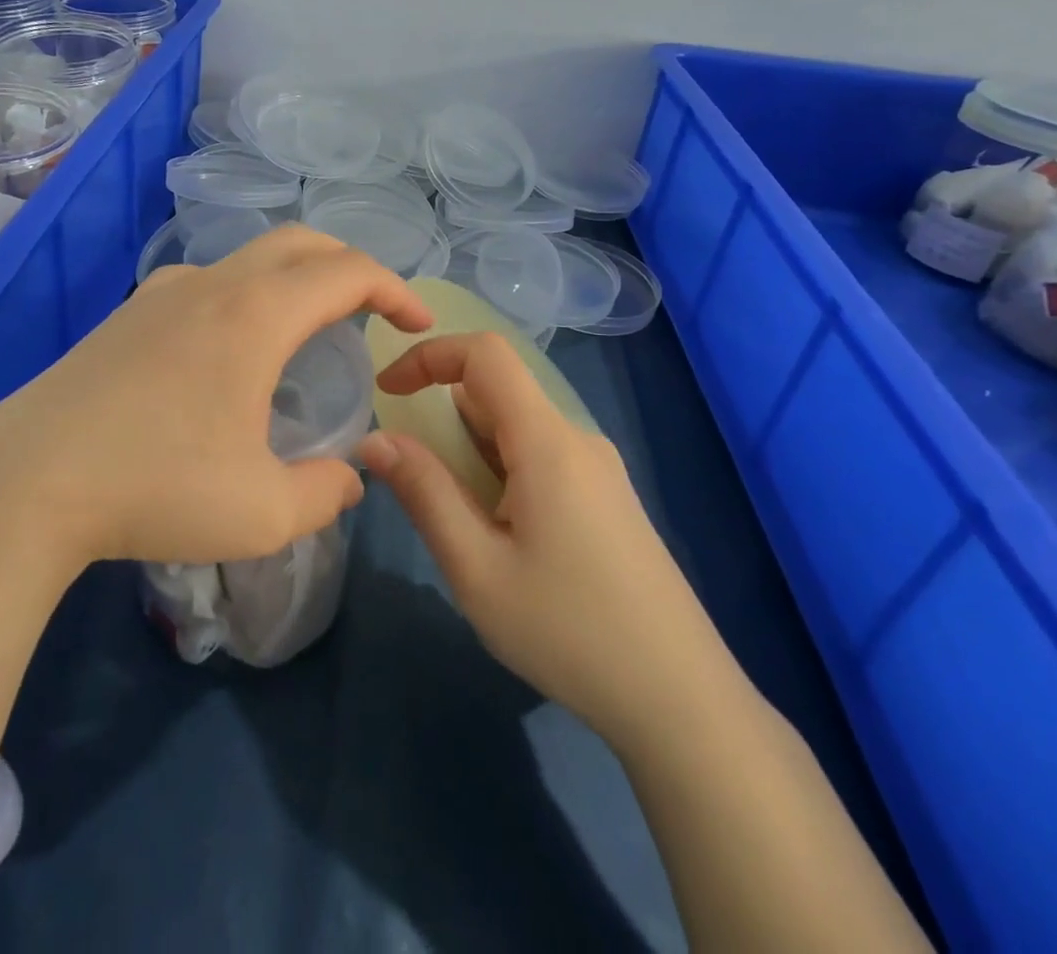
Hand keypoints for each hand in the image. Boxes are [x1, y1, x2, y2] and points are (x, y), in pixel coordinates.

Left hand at [0, 224, 432, 571]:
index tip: (417, 322)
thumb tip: (349, 478)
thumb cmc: (156, 488)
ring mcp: (164, 291)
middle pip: (301, 242)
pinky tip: (235, 349)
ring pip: (251, 257)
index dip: (395, 289)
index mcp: (256, 315)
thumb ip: (325, 493)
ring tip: (310, 329)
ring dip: (295, 276)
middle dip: (350, 265)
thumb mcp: (262, 512)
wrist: (27, 480)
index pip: (347, 271)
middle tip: (374, 310)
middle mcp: (214, 285)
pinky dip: (249, 293)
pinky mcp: (130, 312)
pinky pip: (210, 281)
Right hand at [359, 331, 672, 732]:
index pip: (485, 354)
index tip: (387, 393)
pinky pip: (542, 459)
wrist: (682, 702)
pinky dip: (502, 472)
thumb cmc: (569, 632)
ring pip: (518, 430)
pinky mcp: (609, 500)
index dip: (429, 356)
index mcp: (547, 441)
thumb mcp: (477, 568)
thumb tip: (374, 439)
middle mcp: (578, 440)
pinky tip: (505, 540)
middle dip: (444, 419)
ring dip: (472, 452)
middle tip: (417, 485)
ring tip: (463, 526)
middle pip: (498, 393)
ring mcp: (599, 470)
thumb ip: (424, 493)